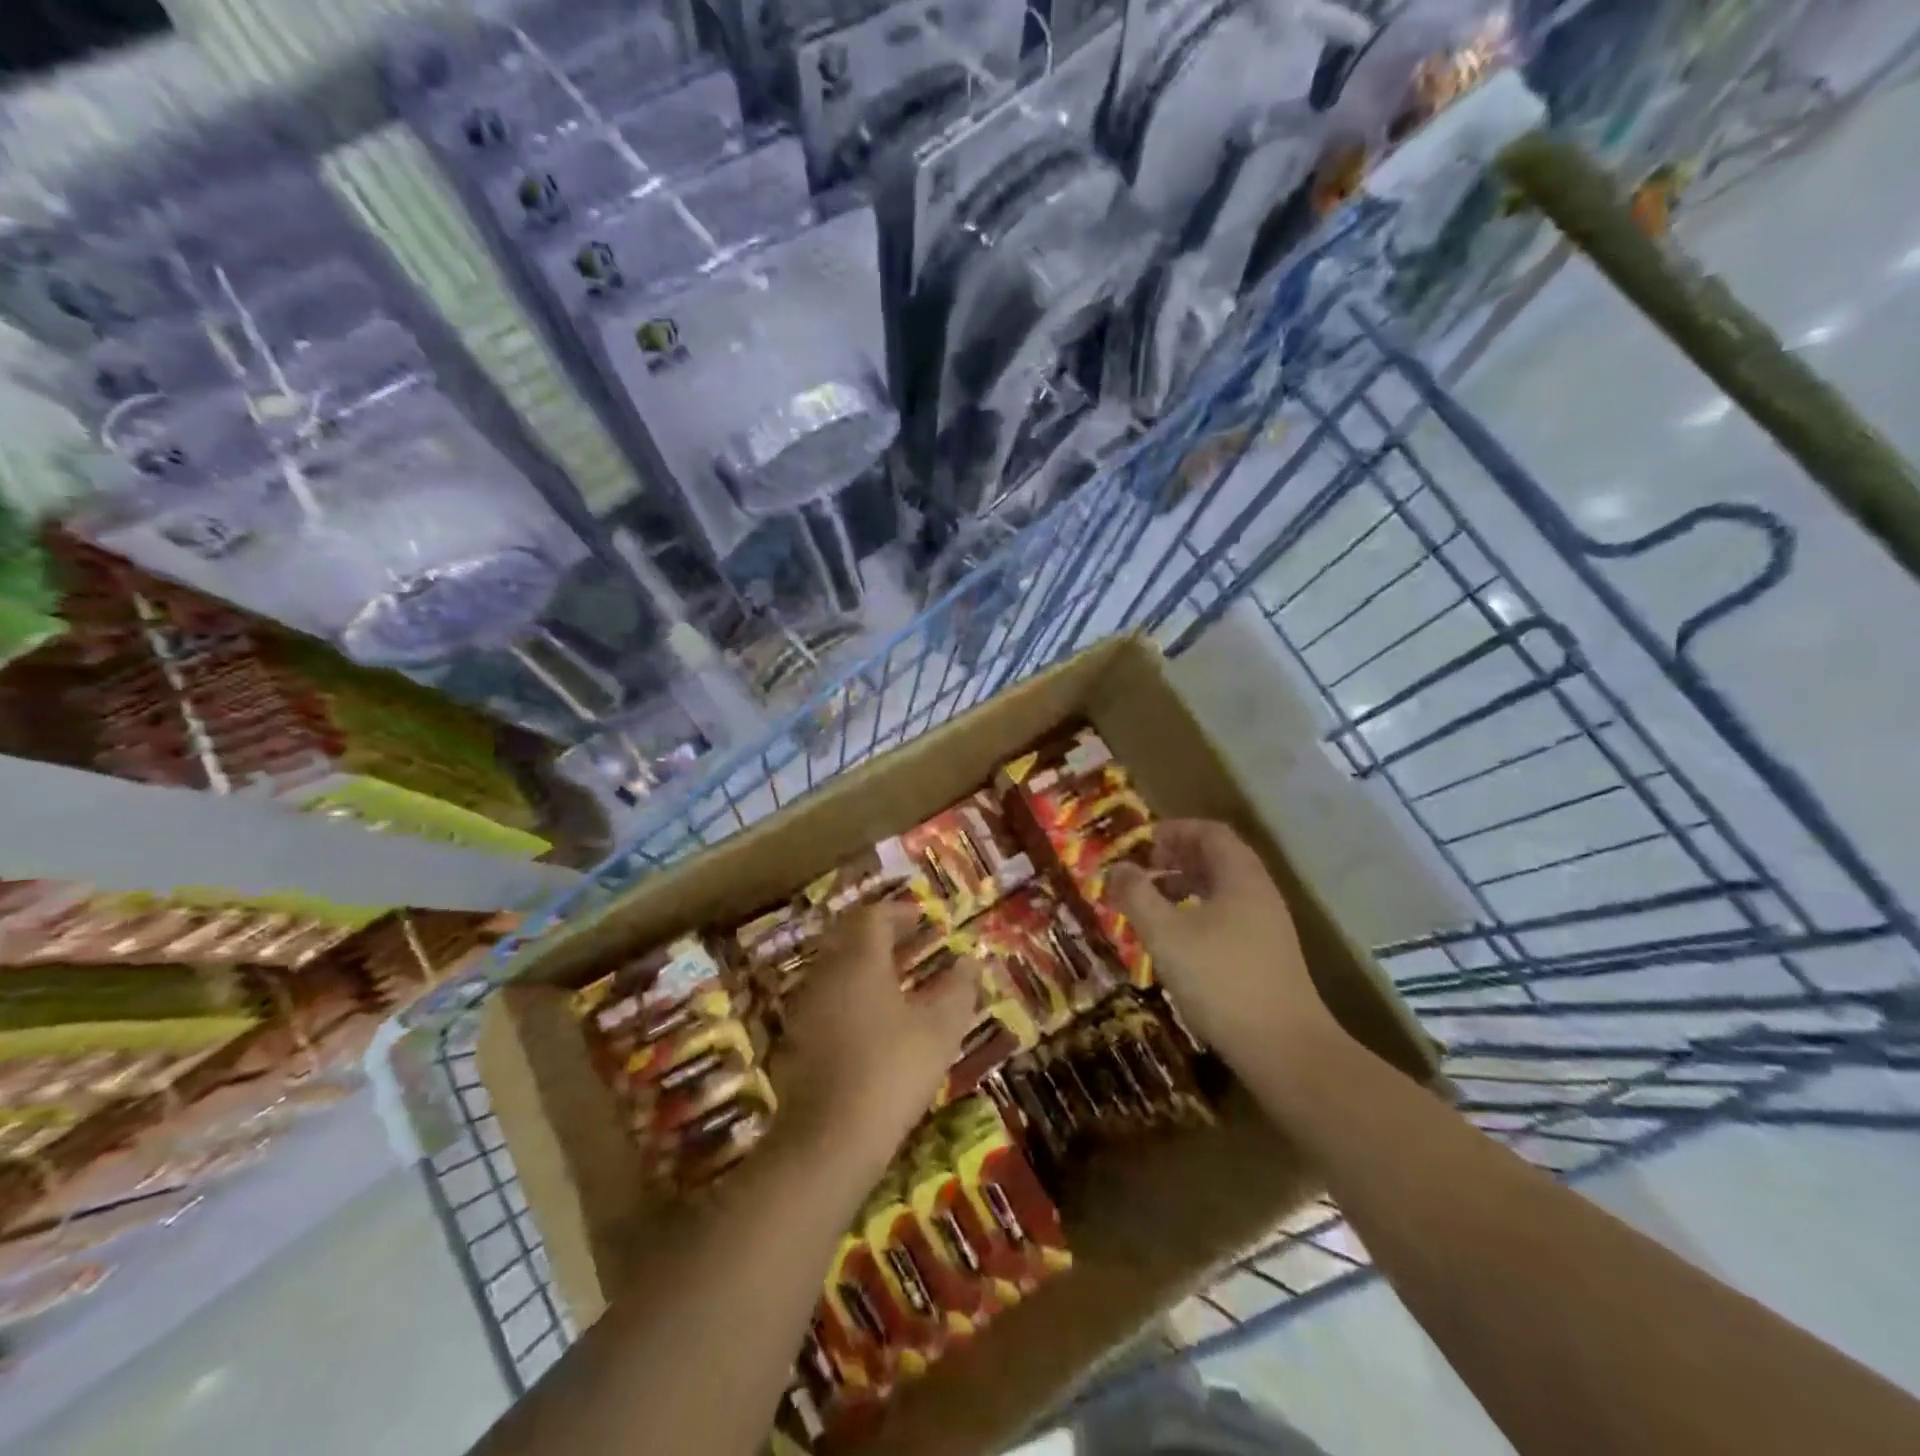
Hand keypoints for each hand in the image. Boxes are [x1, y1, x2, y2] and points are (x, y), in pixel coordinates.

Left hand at [770, 905, 980, 1162]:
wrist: (829, 1139)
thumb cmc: (892, 1071)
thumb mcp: (940, 1029)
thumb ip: (958, 989)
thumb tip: (970, 961)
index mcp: (859, 960)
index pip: (873, 916)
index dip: (899, 913)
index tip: (924, 921)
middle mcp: (825, 973)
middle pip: (849, 938)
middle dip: (881, 937)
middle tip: (912, 946)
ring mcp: (804, 1007)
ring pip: (835, 970)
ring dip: (864, 967)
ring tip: (897, 983)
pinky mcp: (795, 1040)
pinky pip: (825, 1001)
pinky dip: (849, 998)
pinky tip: (870, 1024)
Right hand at [1108, 820, 1345, 1073]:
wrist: (1284, 1049)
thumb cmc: (1220, 980)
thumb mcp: (1166, 934)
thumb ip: (1137, 895)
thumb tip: (1117, 867)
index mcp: (1240, 876)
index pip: (1210, 832)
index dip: (1174, 830)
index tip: (1142, 843)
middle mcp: (1259, 892)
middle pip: (1218, 857)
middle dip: (1177, 857)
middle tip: (1142, 870)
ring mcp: (1268, 925)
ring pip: (1222, 889)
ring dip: (1185, 886)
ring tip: (1152, 902)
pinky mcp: (1267, 955)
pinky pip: (1228, 915)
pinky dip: (1198, 912)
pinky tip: (1178, 939)